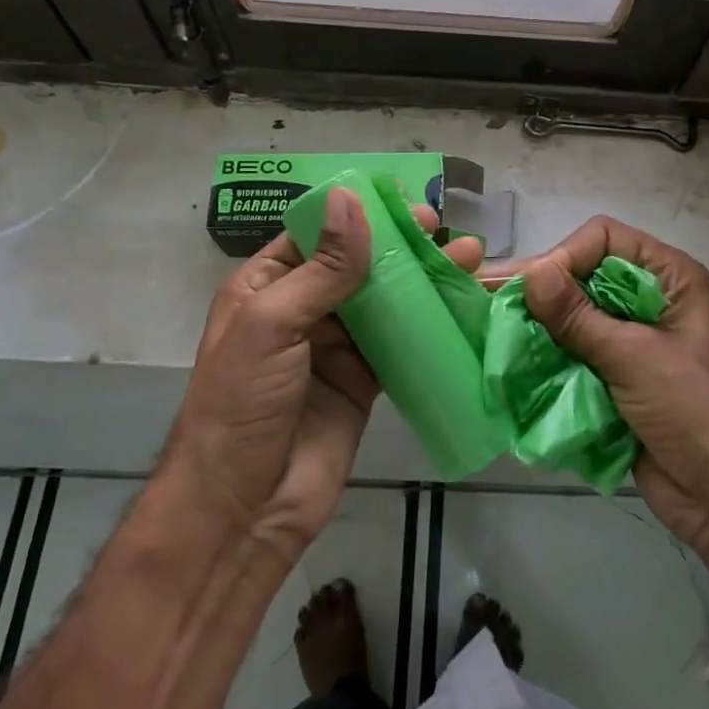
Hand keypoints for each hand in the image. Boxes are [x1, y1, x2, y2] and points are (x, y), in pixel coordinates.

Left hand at [165, 188, 482, 566]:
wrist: (246, 508)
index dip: (355, 215)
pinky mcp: (364, 380)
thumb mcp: (272, 324)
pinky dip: (428, 323)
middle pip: (355, 264)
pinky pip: (400, 342)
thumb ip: (321, 267)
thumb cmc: (243, 404)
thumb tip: (351, 200)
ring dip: (421, 278)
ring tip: (465, 256)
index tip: (400, 201)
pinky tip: (460, 304)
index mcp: (265, 287)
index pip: (314, 235)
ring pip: (384, 300)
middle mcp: (301, 310)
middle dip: (397, 243)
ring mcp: (335, 347)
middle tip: (439, 226)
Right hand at [517, 218, 708, 589]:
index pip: (604, 240)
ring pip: (574, 321)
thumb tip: (531, 272)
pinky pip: (575, 359)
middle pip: (584, 279)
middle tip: (488, 302)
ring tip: (492, 335)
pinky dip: (548, 361)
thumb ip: (579, 317)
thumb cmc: (696, 412)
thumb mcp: (636, 358)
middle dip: (541, 294)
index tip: (532, 290)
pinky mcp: (618, 381)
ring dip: (539, 330)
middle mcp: (649, 303)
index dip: (566, 257)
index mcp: (669, 279)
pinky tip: (512, 365)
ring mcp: (633, 344)